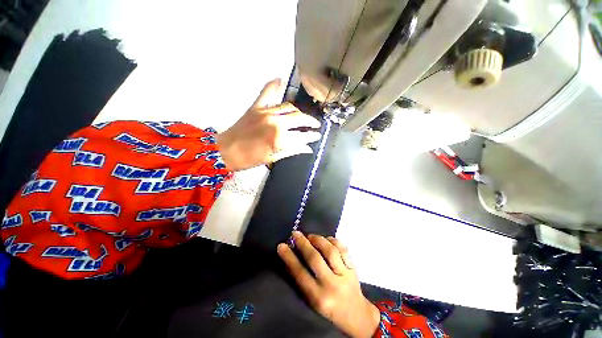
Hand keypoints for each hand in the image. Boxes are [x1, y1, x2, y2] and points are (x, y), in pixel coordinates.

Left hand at [216, 79, 320, 170]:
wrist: (225, 151)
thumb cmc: (249, 159)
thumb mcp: (272, 159)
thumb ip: (292, 151)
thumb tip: (307, 148)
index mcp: (279, 138)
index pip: (302, 136)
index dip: (312, 136)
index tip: (318, 135)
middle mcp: (275, 122)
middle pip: (298, 118)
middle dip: (310, 122)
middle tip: (315, 125)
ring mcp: (265, 112)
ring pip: (289, 107)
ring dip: (299, 111)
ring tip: (304, 116)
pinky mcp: (256, 107)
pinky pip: (267, 92)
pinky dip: (273, 85)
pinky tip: (280, 79)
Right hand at [278, 232, 380, 337]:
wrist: (356, 315)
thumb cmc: (329, 308)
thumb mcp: (313, 300)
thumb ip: (303, 280)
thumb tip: (292, 255)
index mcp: (319, 297)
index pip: (300, 273)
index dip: (289, 258)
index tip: (281, 245)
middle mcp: (332, 285)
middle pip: (315, 259)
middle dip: (303, 244)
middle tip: (295, 234)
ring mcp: (345, 275)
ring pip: (330, 251)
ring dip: (318, 239)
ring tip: (310, 236)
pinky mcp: (353, 268)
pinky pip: (343, 249)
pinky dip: (333, 240)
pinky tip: (326, 239)